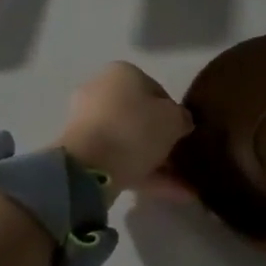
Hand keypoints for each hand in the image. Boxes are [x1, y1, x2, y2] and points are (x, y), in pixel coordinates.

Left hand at [57, 62, 194, 199]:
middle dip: (161, 138)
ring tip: (182, 185)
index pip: (156, 89)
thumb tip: (180, 122)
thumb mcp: (174, 119)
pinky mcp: (82, 152)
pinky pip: (119, 159)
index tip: (183, 132)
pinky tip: (169, 192)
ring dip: (155, 161)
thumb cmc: (136, 129)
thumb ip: (182, 118)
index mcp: (122, 73)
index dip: (173, 111)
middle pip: (139, 116)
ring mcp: (88, 123)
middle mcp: (101, 91)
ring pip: (129, 141)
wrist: (89, 166)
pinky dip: (143, 174)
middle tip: (180, 156)